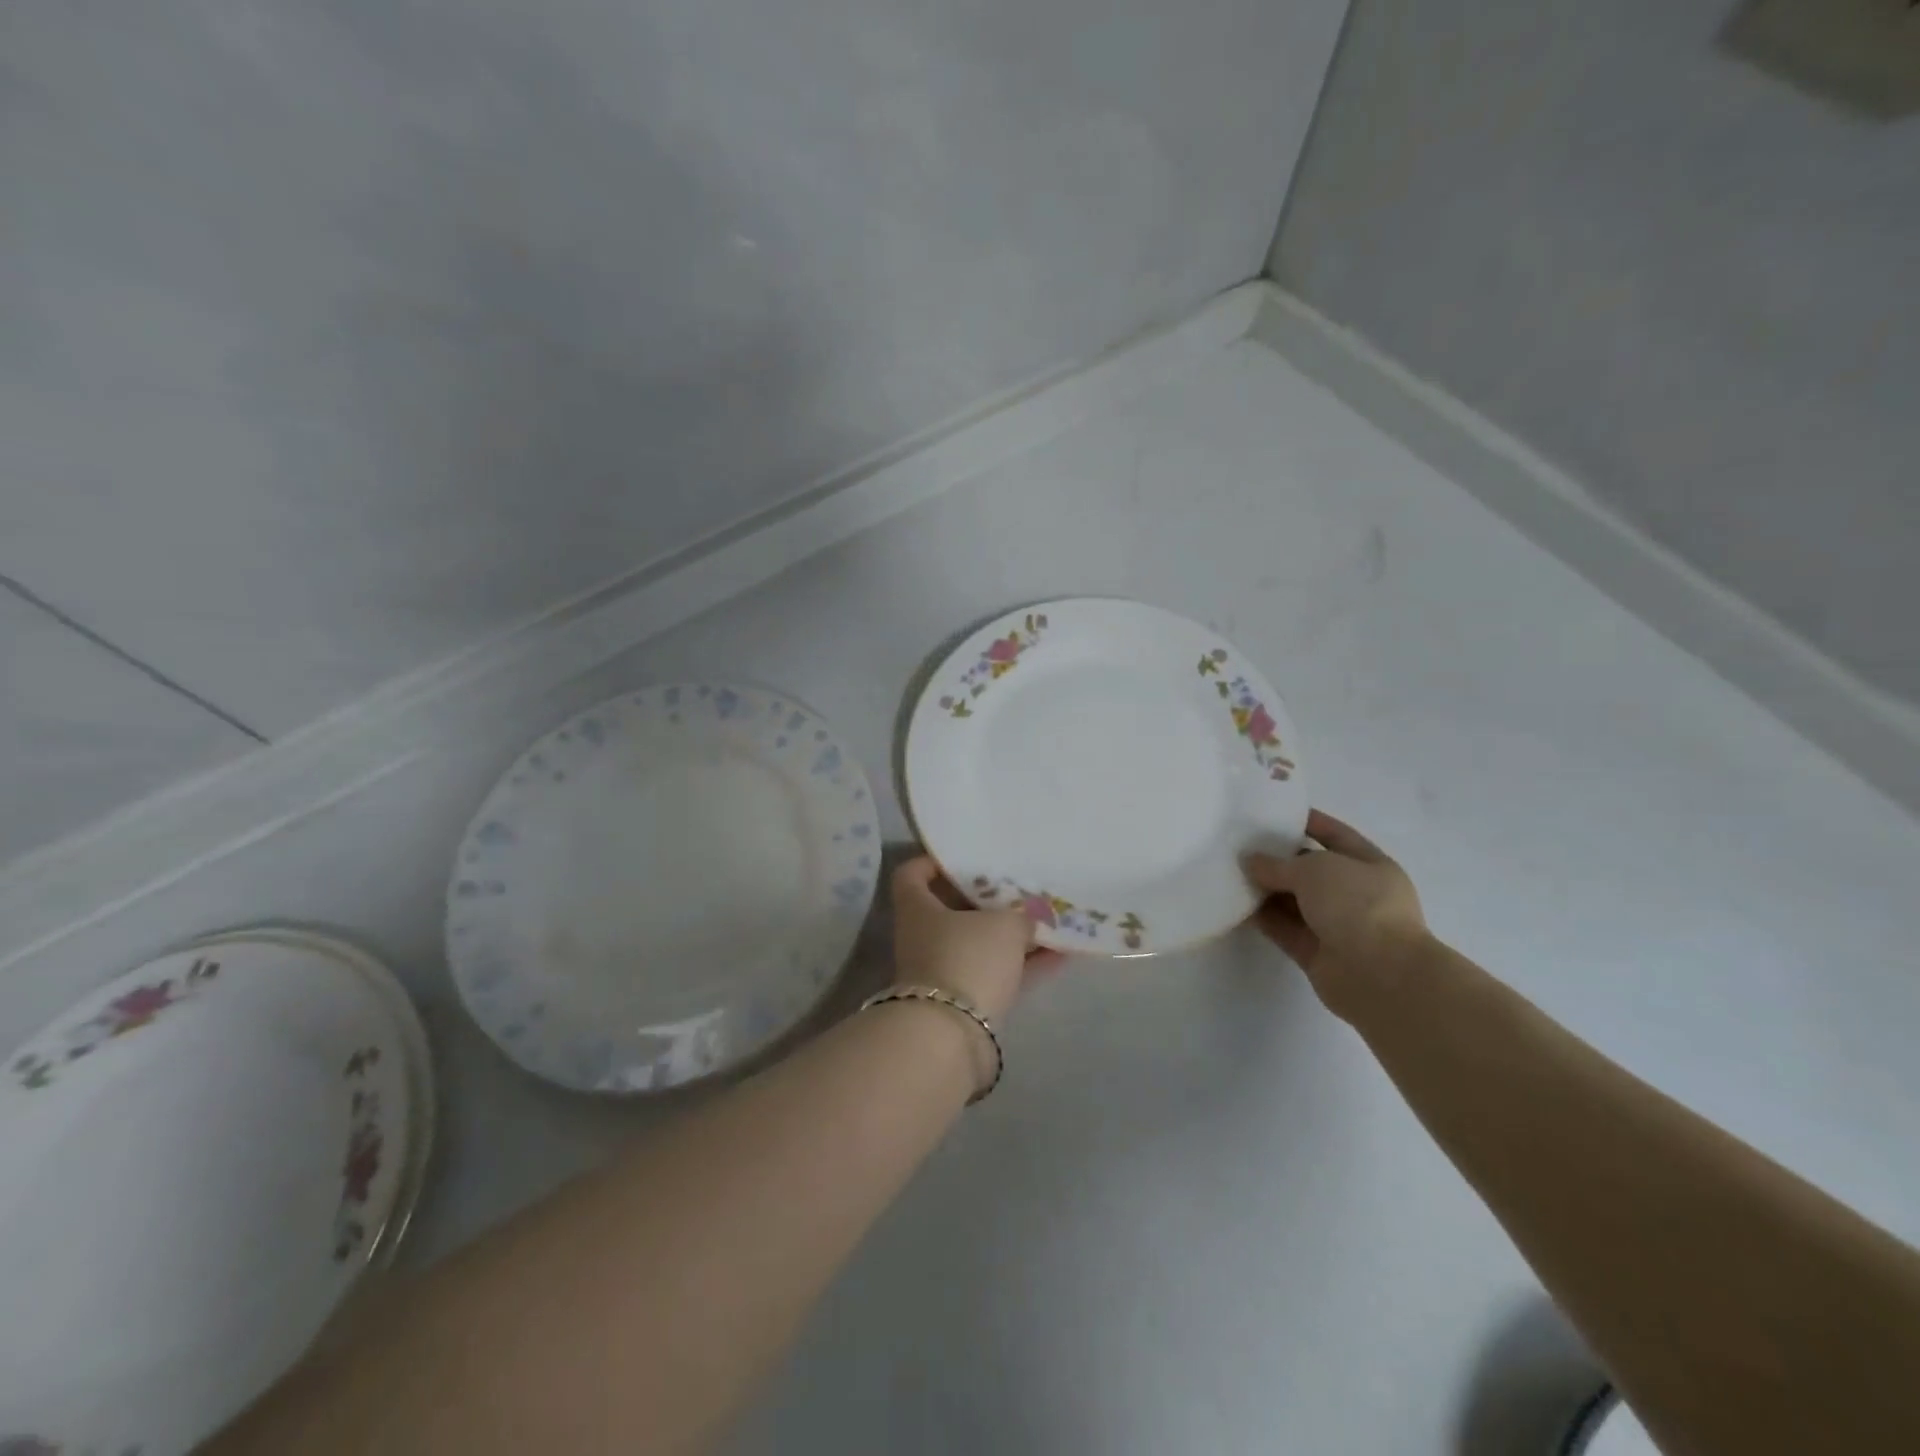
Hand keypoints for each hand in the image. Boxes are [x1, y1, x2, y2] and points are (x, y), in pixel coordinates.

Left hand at [891, 857, 1063, 1024]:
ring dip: (1011, 932)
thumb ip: (1019, 914)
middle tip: (1019, 885)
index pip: (912, 874)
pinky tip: (1061, 954)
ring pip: (979, 942)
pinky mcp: (966, 1002)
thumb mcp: (1003, 924)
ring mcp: (943, 970)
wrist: (952, 1036)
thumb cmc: (968, 958)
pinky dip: (1025, 963)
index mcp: (918, 908)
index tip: (965, 856)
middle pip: (952, 908)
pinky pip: (998, 972)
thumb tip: (1027, 919)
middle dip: (986, 898)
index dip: (934, 861)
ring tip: (1050, 918)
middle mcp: (924, 937)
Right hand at [1244, 809, 1429, 1018]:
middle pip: (1310, 870)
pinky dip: (1263, 918)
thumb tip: (1251, 862)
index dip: (1307, 822)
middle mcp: (1355, 894)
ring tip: (1229, 872)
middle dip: (1278, 858)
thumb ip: (1278, 864)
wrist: (1380, 975)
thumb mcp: (1315, 869)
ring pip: (1294, 901)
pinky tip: (1235, 904)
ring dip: (1266, 889)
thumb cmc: (1358, 906)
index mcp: (1370, 865)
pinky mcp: (1316, 952)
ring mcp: (1337, 925)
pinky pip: (1284, 928)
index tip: (1271, 813)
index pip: (1335, 835)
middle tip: (1239, 844)